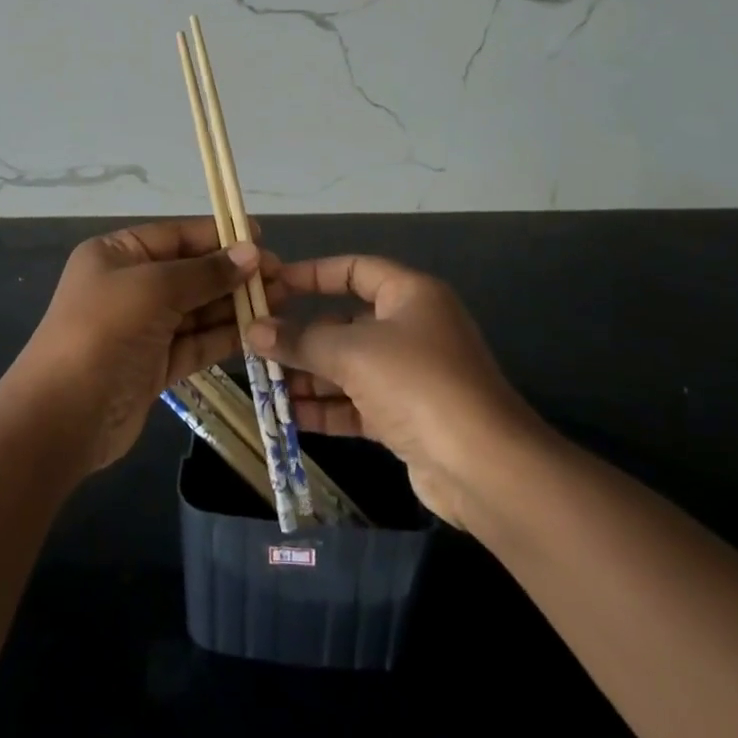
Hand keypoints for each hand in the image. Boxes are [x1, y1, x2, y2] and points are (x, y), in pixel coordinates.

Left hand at [7, 218, 277, 470]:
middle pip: (191, 272)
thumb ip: (205, 272)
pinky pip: (196, 343)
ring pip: (197, 309)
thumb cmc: (103, 332)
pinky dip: (224, 337)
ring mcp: (142, 328)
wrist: (61, 418)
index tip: (262, 237)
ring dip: (235, 305)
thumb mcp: (154, 288)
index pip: (176, 235)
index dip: (219, 235)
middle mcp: (130, 286)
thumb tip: (252, 253)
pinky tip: (258, 332)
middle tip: (282, 276)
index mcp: (117, 254)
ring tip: (280, 301)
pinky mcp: (155, 366)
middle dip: (233, 273)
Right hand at [249, 255, 535, 526]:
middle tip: (255, 344)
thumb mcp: (352, 353)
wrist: (484, 466)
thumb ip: (300, 341)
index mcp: (410, 295)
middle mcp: (411, 328)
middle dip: (301, 335)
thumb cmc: (417, 384)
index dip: (312, 274)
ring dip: (308, 375)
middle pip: (345, 322)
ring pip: (348, 366)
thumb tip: (252, 331)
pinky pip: (356, 402)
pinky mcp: (406, 416)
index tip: (271, 286)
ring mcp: (410, 375)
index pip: (354, 270)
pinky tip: (287, 416)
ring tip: (263, 383)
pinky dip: (325, 407)